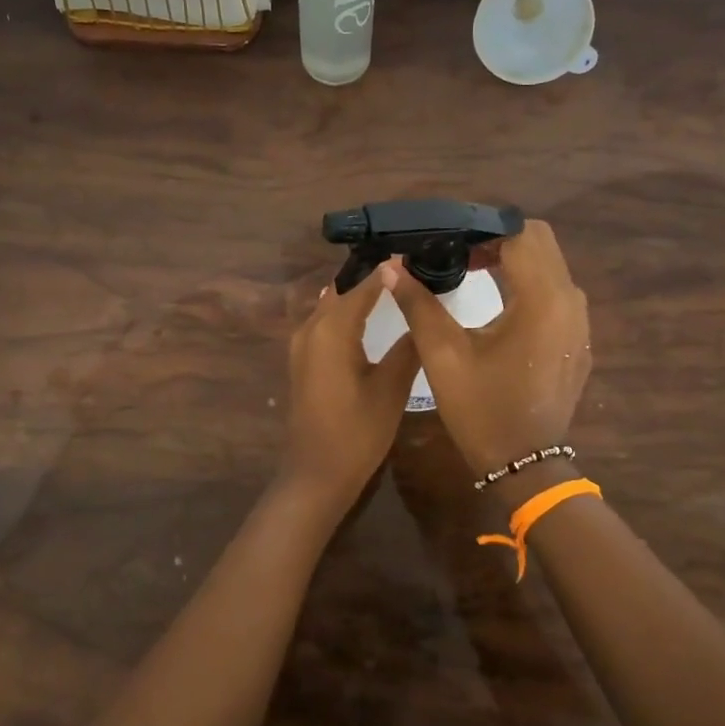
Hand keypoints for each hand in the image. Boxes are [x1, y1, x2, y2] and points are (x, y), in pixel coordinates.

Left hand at [276, 262, 420, 514]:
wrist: (316, 475)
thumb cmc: (357, 432)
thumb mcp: (390, 389)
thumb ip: (407, 346)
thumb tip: (423, 311)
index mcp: (331, 330)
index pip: (363, 285)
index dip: (387, 269)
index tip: (413, 250)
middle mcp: (311, 328)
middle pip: (342, 289)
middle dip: (371, 275)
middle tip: (407, 265)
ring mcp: (302, 344)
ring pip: (331, 304)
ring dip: (357, 292)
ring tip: (393, 283)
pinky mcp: (303, 360)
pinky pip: (325, 321)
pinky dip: (346, 311)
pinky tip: (369, 315)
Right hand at [383, 219, 590, 476]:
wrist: (525, 464)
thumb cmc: (482, 409)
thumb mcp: (443, 355)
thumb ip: (418, 303)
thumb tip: (392, 266)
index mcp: (541, 299)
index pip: (520, 233)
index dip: (483, 228)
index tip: (449, 238)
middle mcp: (569, 301)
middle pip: (539, 241)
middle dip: (499, 238)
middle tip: (458, 251)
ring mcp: (579, 320)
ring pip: (550, 264)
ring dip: (514, 258)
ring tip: (472, 269)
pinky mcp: (577, 337)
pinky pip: (556, 290)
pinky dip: (528, 281)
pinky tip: (498, 301)